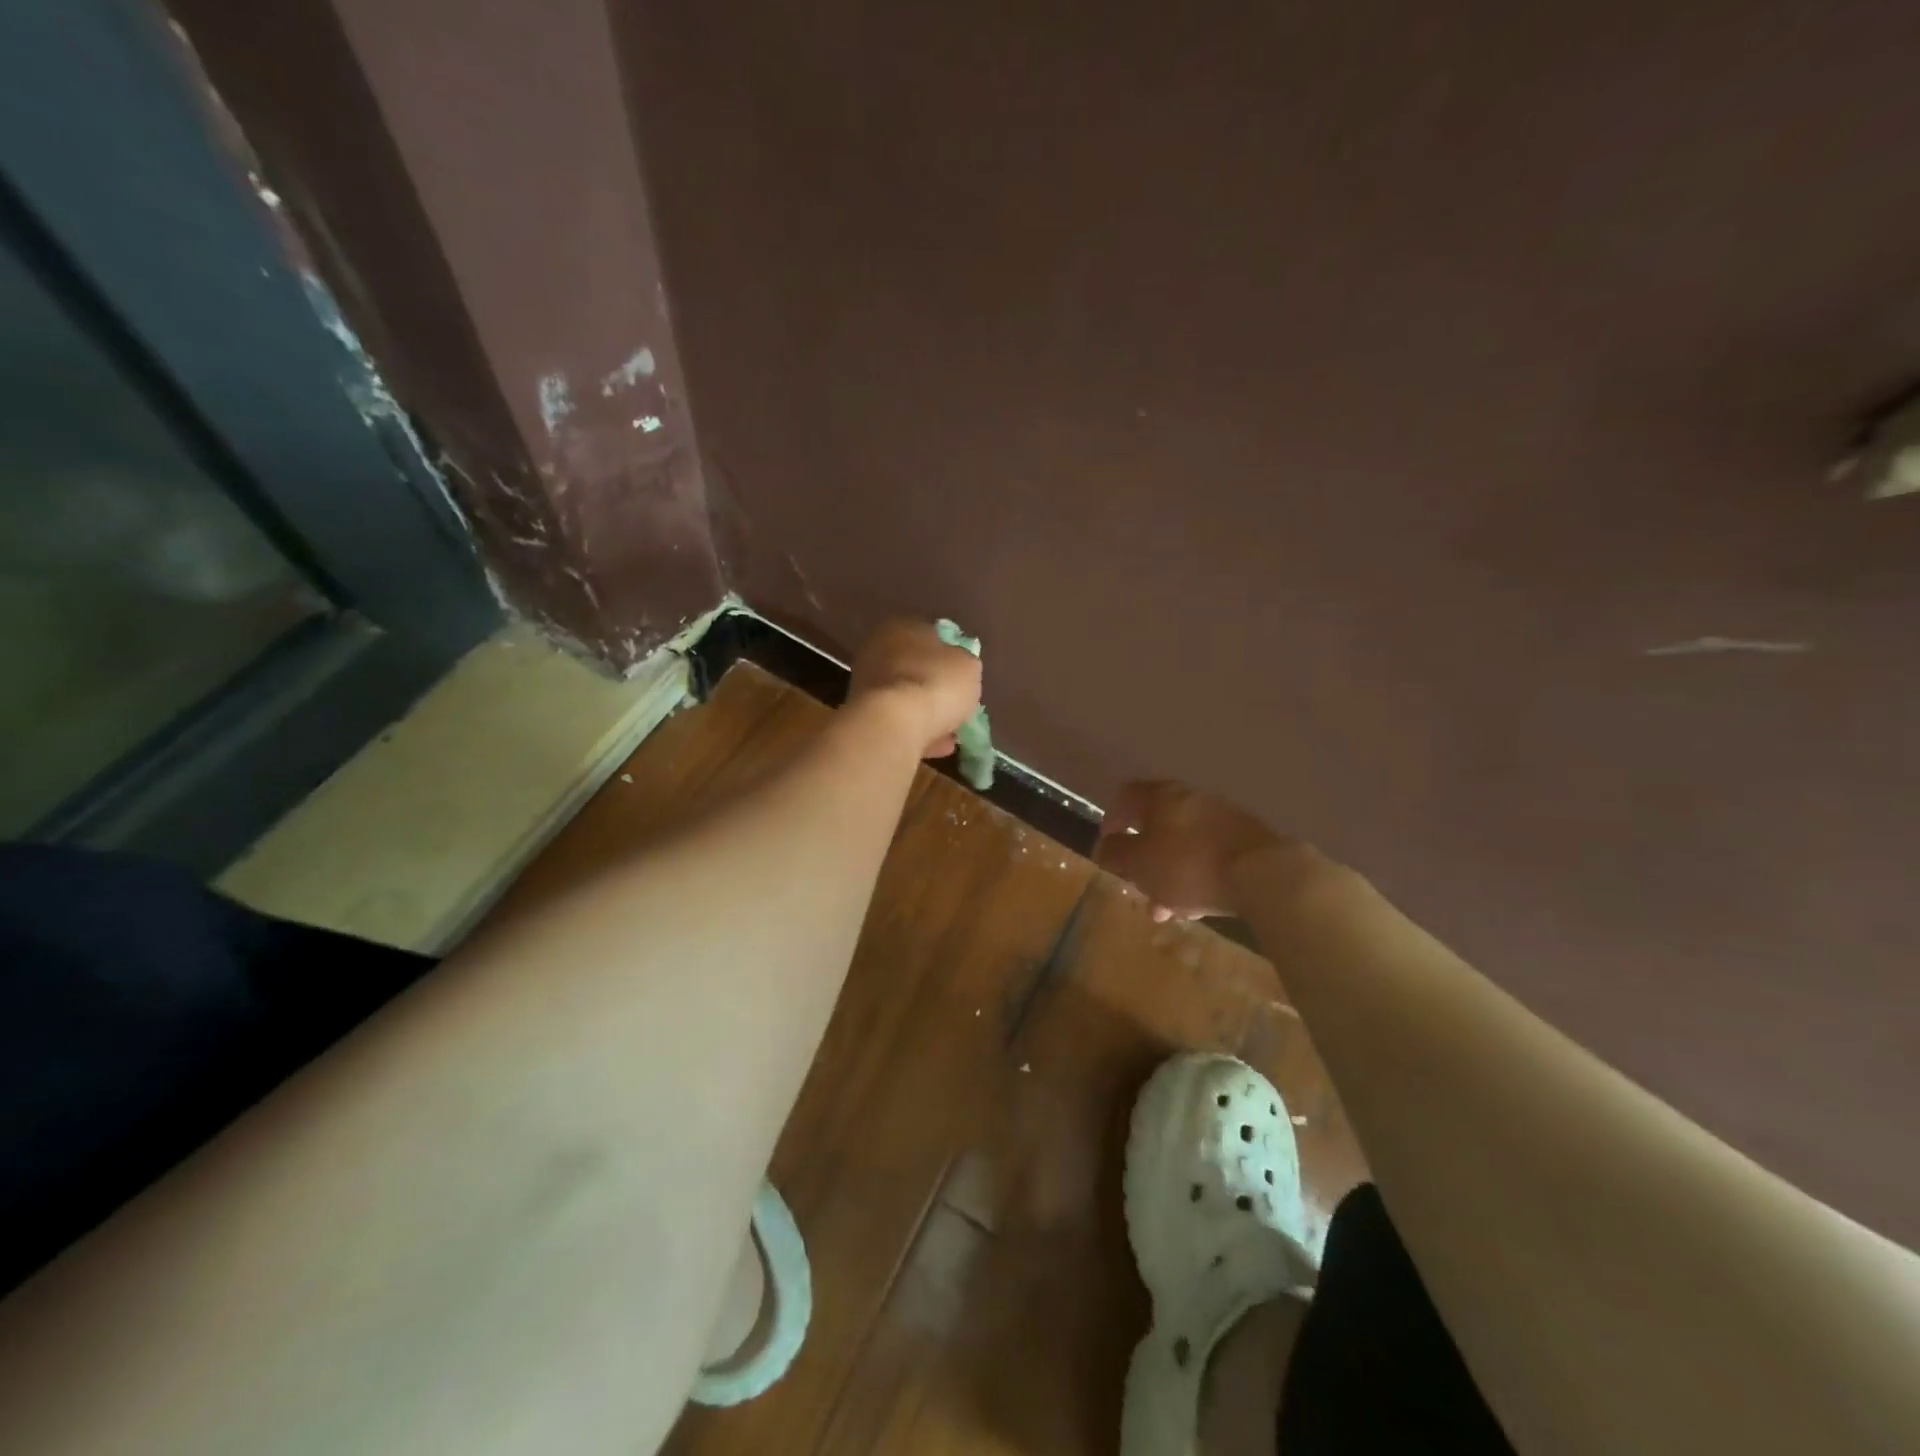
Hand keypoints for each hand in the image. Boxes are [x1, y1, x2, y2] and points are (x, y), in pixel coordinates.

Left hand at [847, 618, 983, 759]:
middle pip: (915, 668)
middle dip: (935, 687)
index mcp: (902, 626)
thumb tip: (959, 665)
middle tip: (956, 705)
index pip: (930, 635)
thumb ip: (964, 662)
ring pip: (905, 697)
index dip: (950, 656)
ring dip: (927, 713)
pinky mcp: (863, 715)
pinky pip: (898, 721)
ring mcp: (865, 683)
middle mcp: (877, 649)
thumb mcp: (969, 667)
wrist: (893, 724)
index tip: (963, 676)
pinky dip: (916, 731)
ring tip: (950, 734)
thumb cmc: (935, 683)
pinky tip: (936, 746)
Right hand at [1094, 780, 1285, 921]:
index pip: (1127, 796)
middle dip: (1143, 855)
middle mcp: (1191, 799)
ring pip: (1183, 844)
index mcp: (1161, 797)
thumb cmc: (1189, 865)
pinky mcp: (1247, 841)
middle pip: (1157, 823)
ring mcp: (1222, 818)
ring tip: (1165, 907)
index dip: (1112, 819)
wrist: (1265, 874)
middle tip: (1136, 882)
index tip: (1108, 845)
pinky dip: (1196, 876)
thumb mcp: (1140, 864)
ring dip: (1169, 872)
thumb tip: (1105, 846)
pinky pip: (1210, 856)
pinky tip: (1196, 906)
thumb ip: (1116, 854)